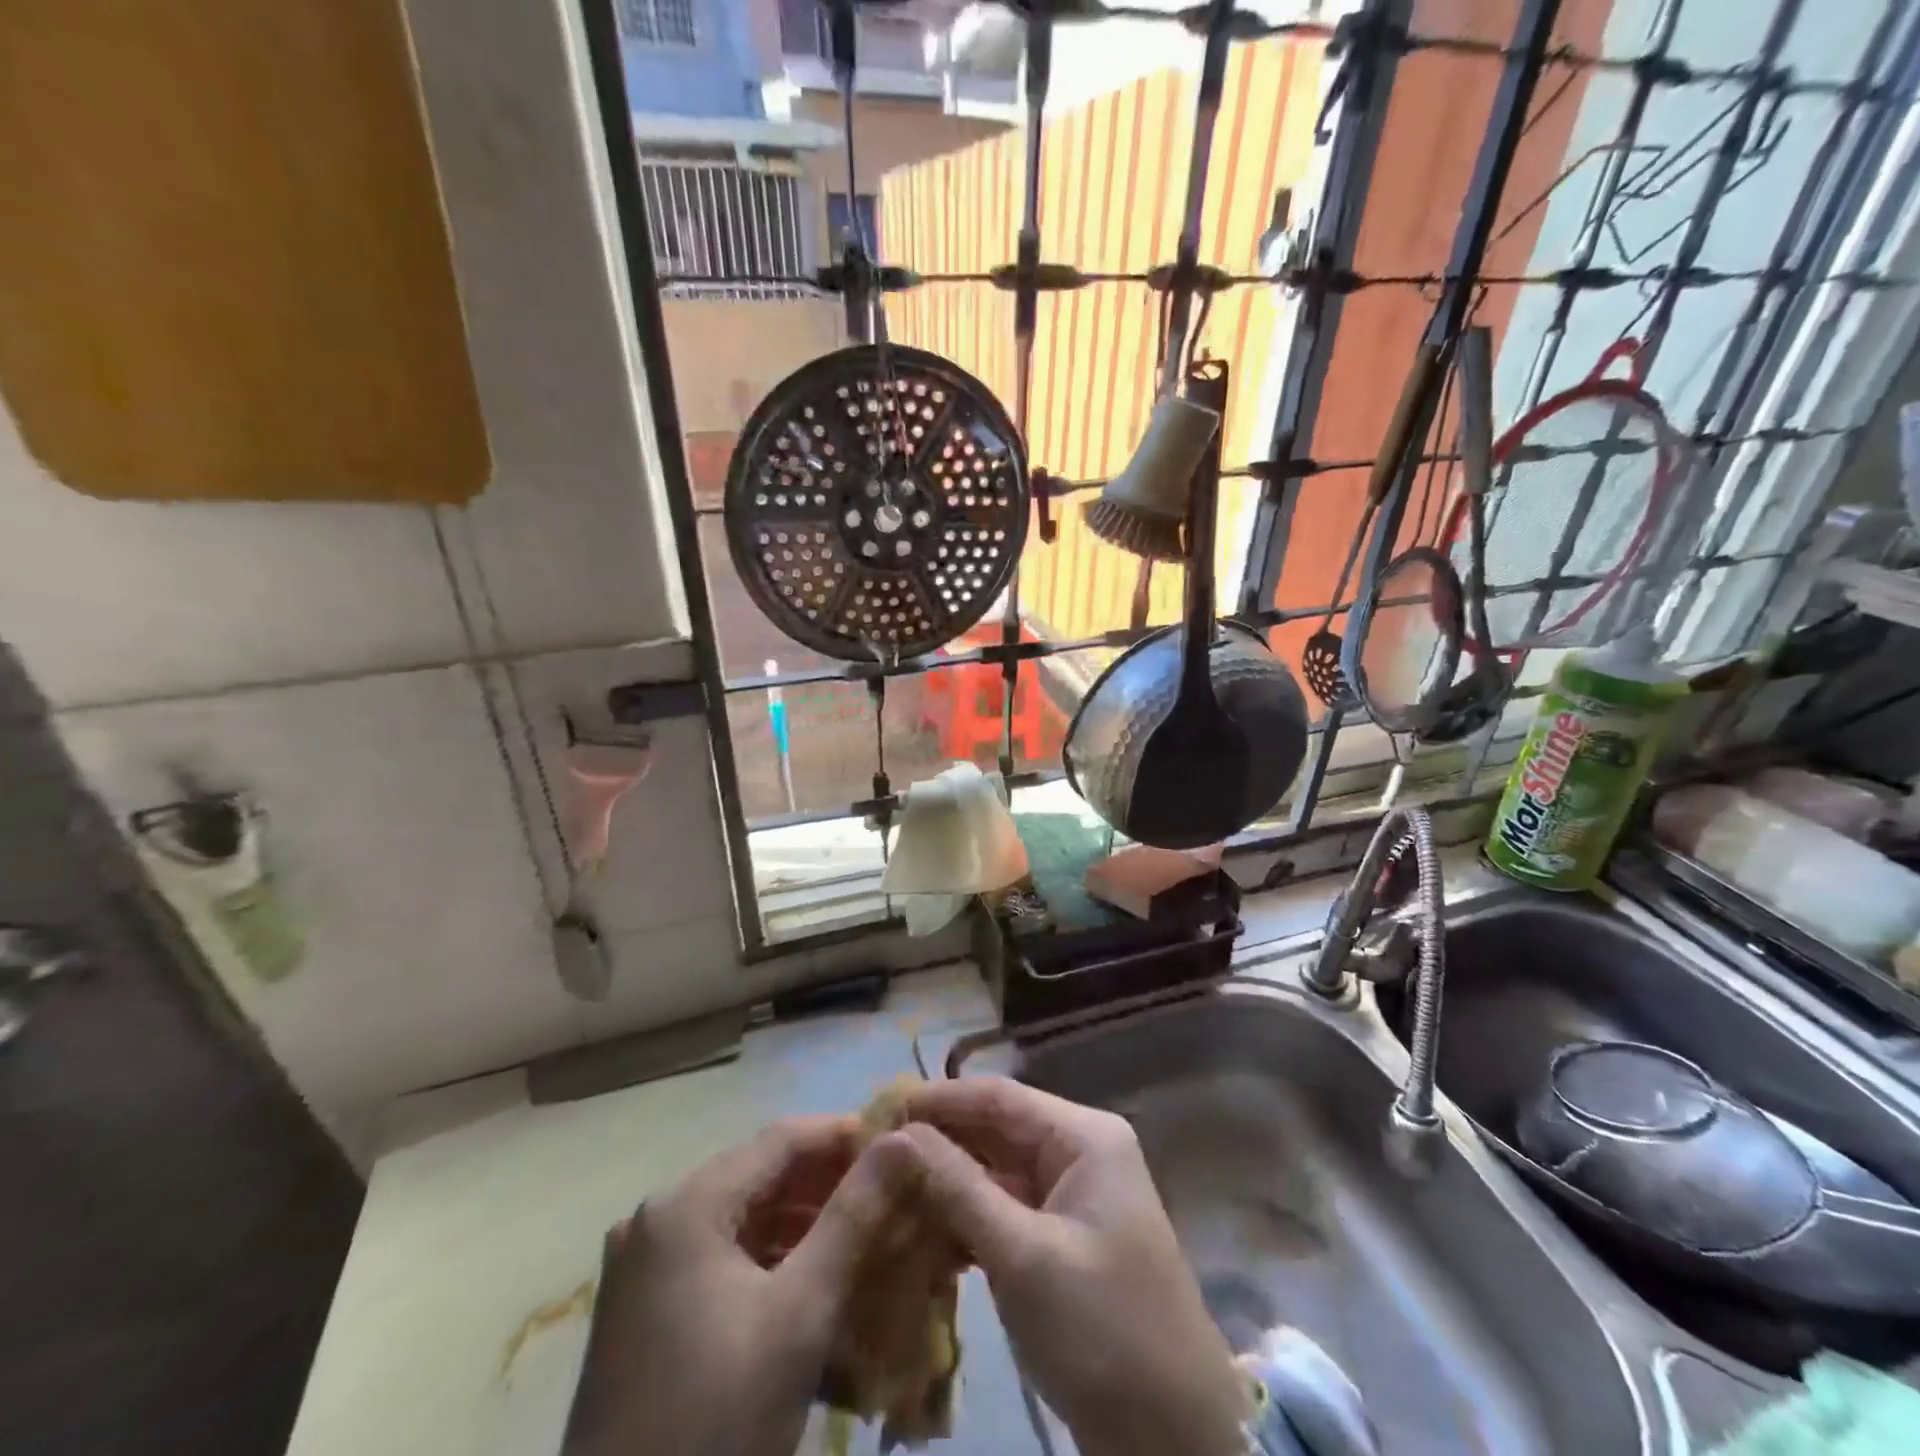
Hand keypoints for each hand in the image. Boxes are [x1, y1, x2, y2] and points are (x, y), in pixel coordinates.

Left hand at [561, 1115, 894, 1455]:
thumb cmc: (716, 1423)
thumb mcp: (800, 1314)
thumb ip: (854, 1216)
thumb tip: (902, 1140)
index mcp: (686, 1205)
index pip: (781, 1139)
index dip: (844, 1134)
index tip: (900, 1146)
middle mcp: (658, 1217)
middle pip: (761, 1175)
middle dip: (828, 1182)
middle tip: (892, 1194)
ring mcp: (645, 1264)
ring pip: (743, 1216)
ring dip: (803, 1221)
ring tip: (867, 1234)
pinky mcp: (644, 1307)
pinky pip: (721, 1256)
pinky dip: (770, 1258)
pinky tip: (815, 1279)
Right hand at [894, 1078, 1250, 1455]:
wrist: (1173, 1440)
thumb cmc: (1103, 1331)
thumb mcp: (1024, 1256)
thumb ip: (959, 1188)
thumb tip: (898, 1134)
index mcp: (1084, 1137)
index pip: (999, 1097)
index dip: (938, 1099)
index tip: (878, 1110)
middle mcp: (1079, 1152)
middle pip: (996, 1130)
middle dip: (938, 1141)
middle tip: (871, 1152)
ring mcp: (1071, 1196)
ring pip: (996, 1171)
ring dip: (946, 1182)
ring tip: (884, 1188)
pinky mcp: (1061, 1239)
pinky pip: (1004, 1210)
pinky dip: (965, 1219)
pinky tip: (918, 1232)